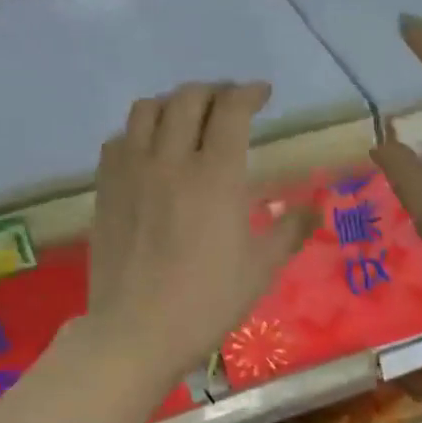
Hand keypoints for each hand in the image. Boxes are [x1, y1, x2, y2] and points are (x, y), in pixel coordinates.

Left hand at [85, 81, 315, 390]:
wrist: (138, 331)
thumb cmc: (207, 303)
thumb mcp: (260, 271)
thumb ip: (289, 231)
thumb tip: (316, 208)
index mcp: (217, 176)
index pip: (232, 110)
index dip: (250, 93)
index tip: (262, 95)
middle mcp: (172, 160)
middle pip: (188, 99)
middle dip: (214, 91)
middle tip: (229, 103)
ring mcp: (132, 171)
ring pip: (147, 110)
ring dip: (173, 104)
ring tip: (187, 119)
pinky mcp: (106, 189)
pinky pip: (119, 140)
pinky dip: (139, 132)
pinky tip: (149, 151)